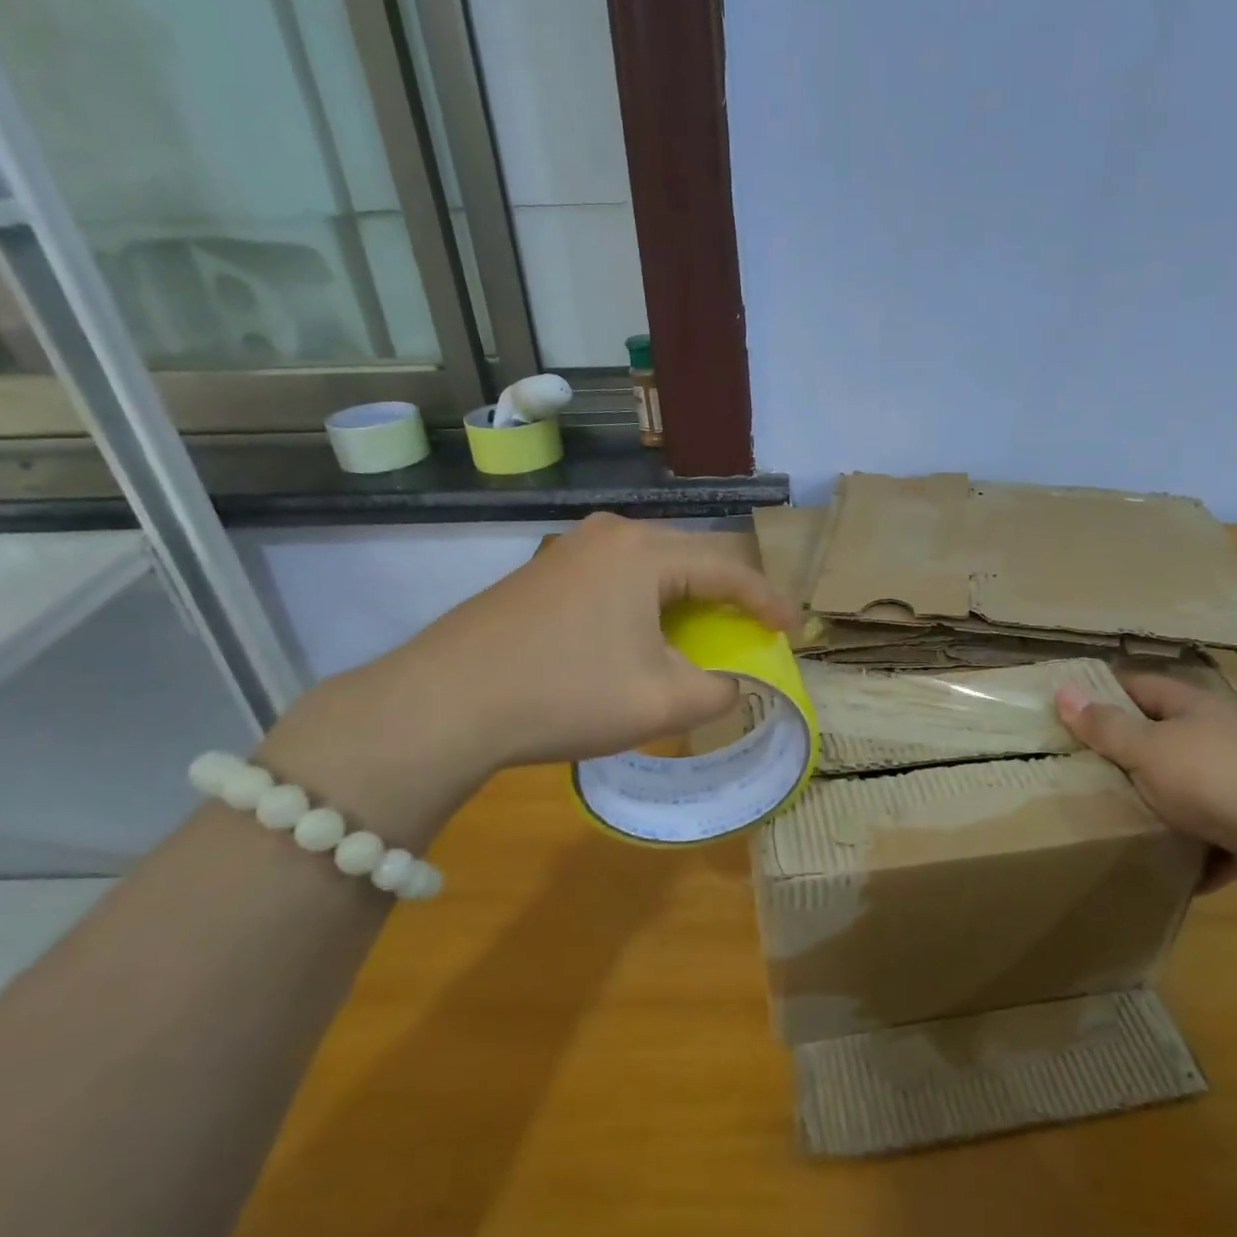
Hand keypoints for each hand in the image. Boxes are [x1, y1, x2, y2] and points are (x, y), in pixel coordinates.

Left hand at [258, 515, 793, 848]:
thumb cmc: (564, 695)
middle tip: (751, 631)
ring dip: (685, 600)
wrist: (444, 704)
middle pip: (692, 558)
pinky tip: (640, 636)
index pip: (729, 567)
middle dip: (728, 596)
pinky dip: (645, 603)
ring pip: (652, 567)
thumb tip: (733, 683)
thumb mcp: (661, 704)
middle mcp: (611, 532)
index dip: (768, 601)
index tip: (792, 629)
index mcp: (645, 551)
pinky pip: (617, 577)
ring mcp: (570, 547)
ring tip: (701, 635)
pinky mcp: (544, 570)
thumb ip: (718, 690)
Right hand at [1055, 669, 1236, 900]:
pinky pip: (1210, 833)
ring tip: (1114, 816)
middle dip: (1127, 752)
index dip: (1105, 691)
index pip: (1141, 685)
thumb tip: (1063, 692)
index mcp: (1195, 707)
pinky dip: (1189, 846)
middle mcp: (1222, 736)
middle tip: (1080, 767)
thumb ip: (1105, 726)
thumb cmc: (1214, 778)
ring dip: (1158, 802)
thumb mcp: (1146, 749)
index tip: (1070, 708)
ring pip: (1186, 786)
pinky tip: (1164, 861)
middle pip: (1163, 736)